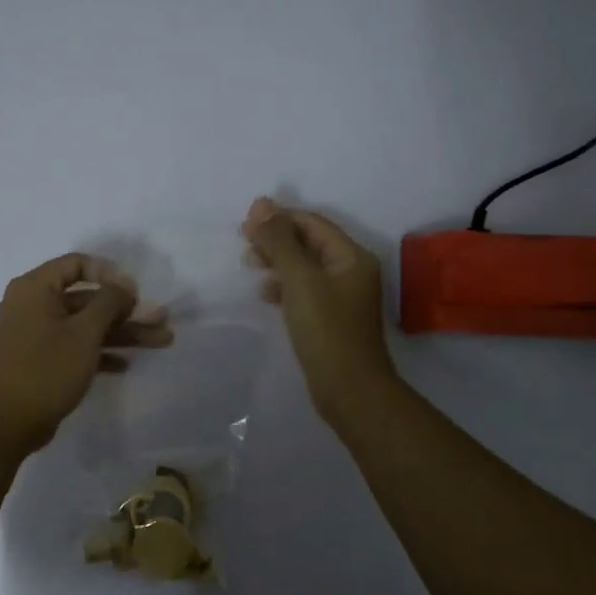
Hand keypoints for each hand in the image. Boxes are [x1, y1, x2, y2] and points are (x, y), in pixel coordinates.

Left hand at [0, 252, 173, 453]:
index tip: (136, 292)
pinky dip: (99, 353)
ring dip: (122, 333)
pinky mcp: (40, 362)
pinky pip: (75, 347)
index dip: (110, 273)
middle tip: (162, 321)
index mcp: (36, 288)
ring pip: (85, 326)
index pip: (77, 264)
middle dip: (127, 311)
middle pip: (87, 299)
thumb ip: (109, 302)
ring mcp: (35, 335)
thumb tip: (124, 284)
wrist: (5, 424)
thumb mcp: (84, 332)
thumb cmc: (45, 369)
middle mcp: (33, 305)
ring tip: (161, 341)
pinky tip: (126, 365)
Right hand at [242, 197, 396, 421]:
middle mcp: (350, 271)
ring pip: (304, 267)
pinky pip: (304, 290)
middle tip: (244, 245)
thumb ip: (279, 241)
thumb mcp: (300, 280)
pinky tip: (266, 294)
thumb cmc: (326, 330)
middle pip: (308, 242)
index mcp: (351, 256)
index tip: (245, 224)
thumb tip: (261, 204)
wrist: (349, 390)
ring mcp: (341, 296)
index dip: (279, 217)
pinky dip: (283, 286)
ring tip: (250, 265)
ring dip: (277, 261)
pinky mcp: (330, 317)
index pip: (312, 223)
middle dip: (276, 239)